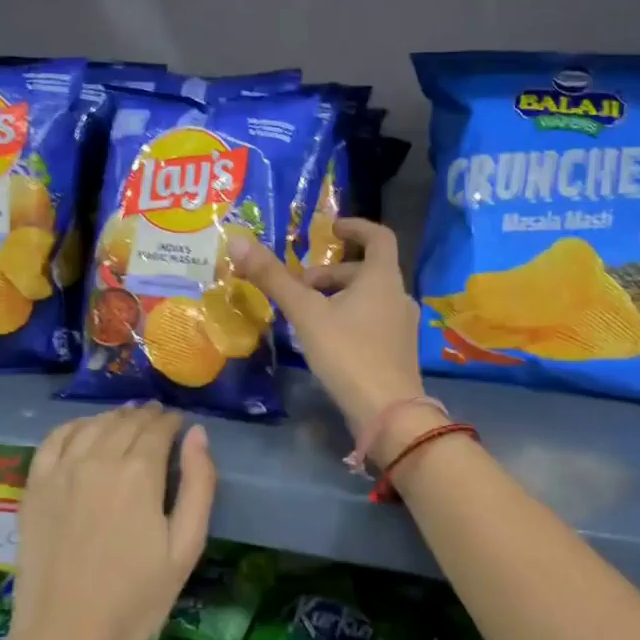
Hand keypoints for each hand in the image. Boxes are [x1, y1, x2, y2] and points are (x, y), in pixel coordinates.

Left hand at [3, 405, 214, 639]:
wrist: (67, 638)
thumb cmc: (136, 599)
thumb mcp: (186, 547)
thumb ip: (199, 484)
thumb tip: (197, 434)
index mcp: (139, 473)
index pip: (159, 428)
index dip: (172, 421)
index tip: (180, 424)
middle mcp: (98, 460)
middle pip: (127, 421)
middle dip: (147, 416)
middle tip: (158, 421)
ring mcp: (61, 471)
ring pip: (94, 424)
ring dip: (115, 417)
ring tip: (128, 423)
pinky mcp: (34, 487)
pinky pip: (55, 439)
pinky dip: (75, 426)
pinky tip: (85, 430)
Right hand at [232, 218, 428, 455]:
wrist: (388, 413)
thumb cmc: (348, 353)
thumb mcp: (305, 313)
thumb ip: (273, 278)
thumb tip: (238, 241)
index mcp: (383, 278)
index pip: (378, 236)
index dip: (355, 226)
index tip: (330, 229)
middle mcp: (398, 295)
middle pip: (366, 270)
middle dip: (330, 273)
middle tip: (297, 287)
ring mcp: (402, 326)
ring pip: (368, 298)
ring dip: (337, 297)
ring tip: (304, 315)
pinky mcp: (398, 351)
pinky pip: (372, 321)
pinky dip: (348, 318)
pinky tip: (324, 341)